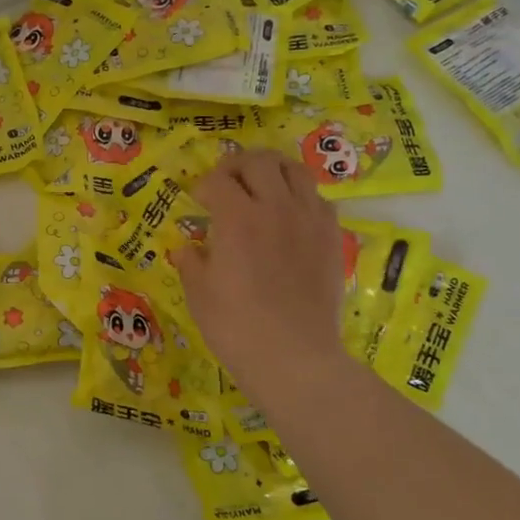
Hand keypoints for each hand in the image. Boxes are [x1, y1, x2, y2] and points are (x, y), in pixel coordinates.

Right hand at [172, 149, 353, 414]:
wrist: (294, 357)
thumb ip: (190, 261)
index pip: (218, 180)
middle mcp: (276, 207)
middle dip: (237, 166)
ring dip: (273, 172)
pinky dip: (300, 197)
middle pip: (259, 162)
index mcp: (237, 218)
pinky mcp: (331, 238)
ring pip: (295, 171)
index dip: (203, 186)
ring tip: (261, 188)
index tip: (198, 201)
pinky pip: (318, 199)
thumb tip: (188, 247)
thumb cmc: (236, 326)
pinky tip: (290, 217)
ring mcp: (309, 220)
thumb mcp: (198, 293)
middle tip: (226, 183)